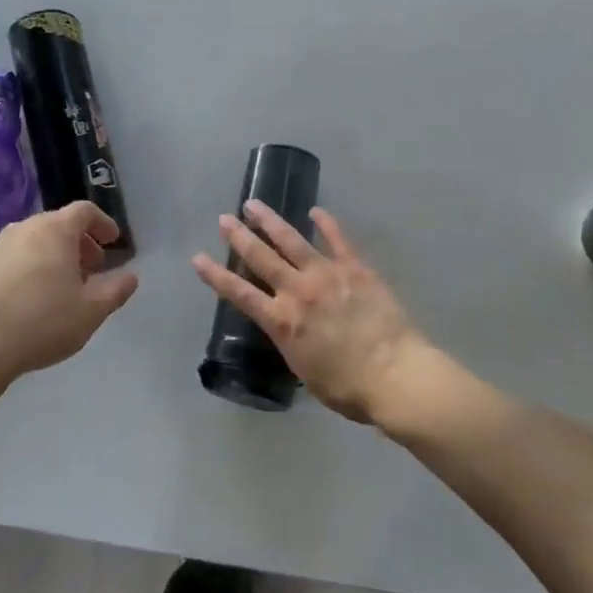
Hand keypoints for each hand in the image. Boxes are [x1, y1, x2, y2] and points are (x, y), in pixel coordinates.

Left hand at [0, 202, 138, 382]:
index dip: (103, 223)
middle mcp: (23, 229)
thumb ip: (116, 290)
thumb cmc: (43, 322)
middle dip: (79, 242)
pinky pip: (13, 257)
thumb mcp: (91, 311)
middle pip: (58, 224)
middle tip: (92, 268)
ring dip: (54, 254)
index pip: (84, 211)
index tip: (113, 242)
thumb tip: (130, 277)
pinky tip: (32, 297)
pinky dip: (30, 266)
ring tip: (63, 285)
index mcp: (54, 231)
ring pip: (33, 240)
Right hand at [192, 202, 421, 423]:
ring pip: (292, 240)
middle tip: (224, 218)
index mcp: (282, 321)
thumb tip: (289, 331)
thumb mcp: (305, 370)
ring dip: (271, 221)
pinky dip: (326, 223)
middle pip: (261, 258)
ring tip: (254, 205)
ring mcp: (328, 275)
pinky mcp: (356, 269)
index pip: (239, 293)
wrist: (394, 374)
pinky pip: (338, 240)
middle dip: (239, 237)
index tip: (198, 258)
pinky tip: (316, 211)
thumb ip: (292, 344)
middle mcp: (298, 291)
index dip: (216, 276)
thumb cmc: (347, 387)